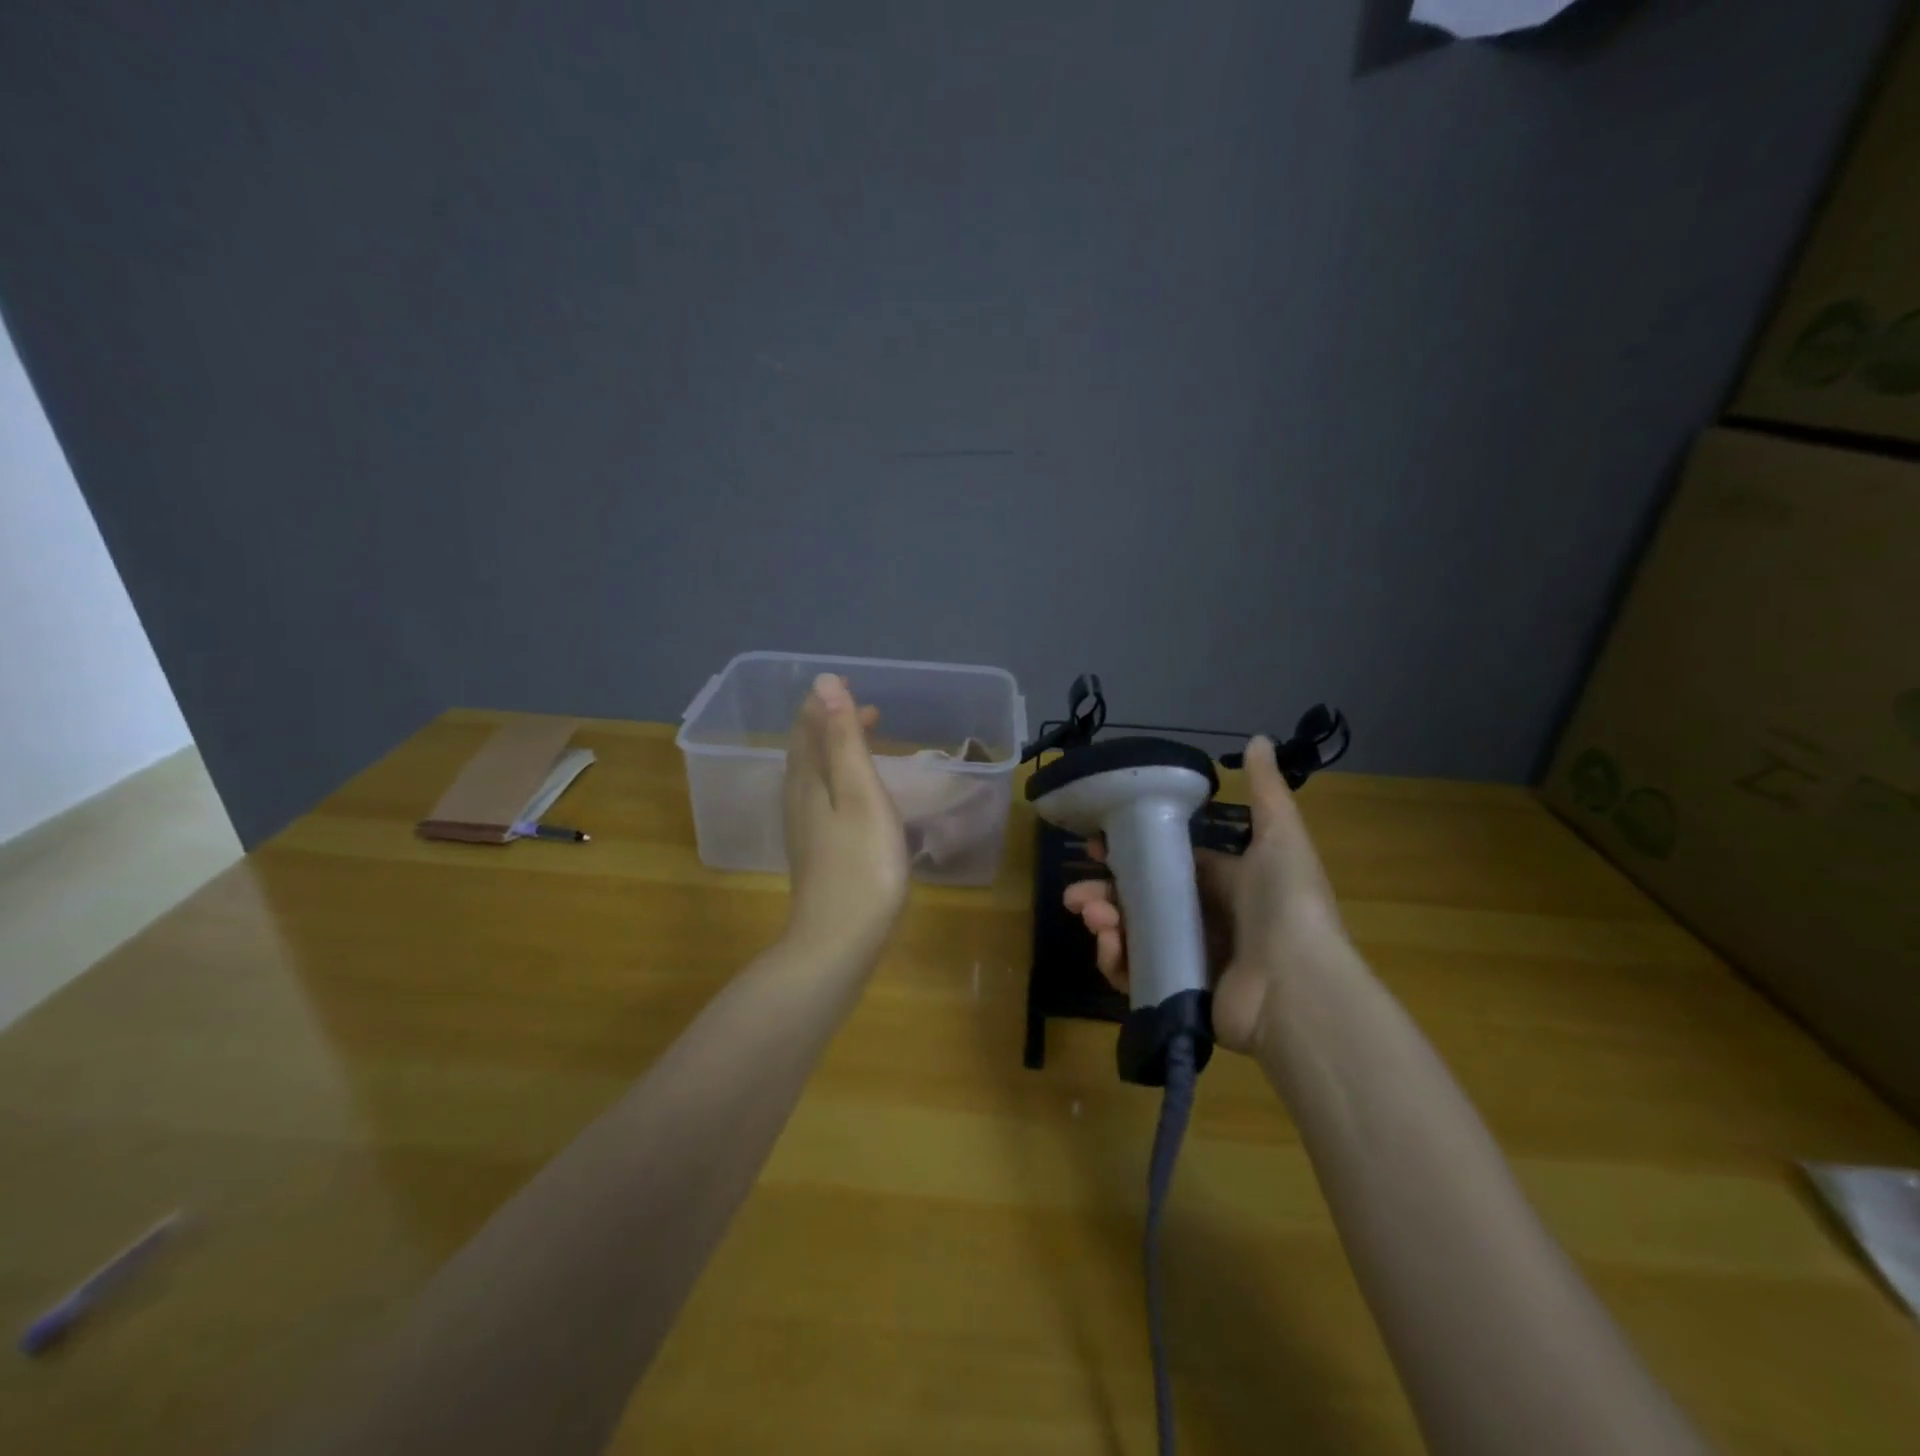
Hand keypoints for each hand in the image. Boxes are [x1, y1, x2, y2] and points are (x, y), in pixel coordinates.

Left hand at [781, 674, 910, 962]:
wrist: (838, 940)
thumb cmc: (861, 864)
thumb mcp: (860, 794)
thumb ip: (844, 741)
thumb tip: (825, 683)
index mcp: (807, 781)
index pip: (808, 728)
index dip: (825, 703)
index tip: (849, 683)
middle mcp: (798, 800)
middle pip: (807, 750)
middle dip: (831, 724)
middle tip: (866, 709)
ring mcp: (805, 829)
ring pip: (813, 775)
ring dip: (834, 750)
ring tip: (863, 741)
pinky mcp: (816, 852)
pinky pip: (821, 798)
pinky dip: (837, 779)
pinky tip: (854, 794)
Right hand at [1061, 735, 1349, 1052]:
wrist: (1298, 987)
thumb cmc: (1285, 903)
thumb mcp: (1280, 837)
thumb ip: (1265, 791)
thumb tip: (1257, 738)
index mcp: (1225, 883)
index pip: (1167, 863)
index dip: (1130, 852)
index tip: (1094, 845)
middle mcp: (1206, 919)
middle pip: (1142, 900)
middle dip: (1105, 893)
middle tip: (1077, 894)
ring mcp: (1191, 957)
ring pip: (1133, 934)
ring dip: (1104, 922)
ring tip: (1091, 915)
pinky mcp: (1180, 992)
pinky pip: (1136, 975)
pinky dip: (1115, 961)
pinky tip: (1109, 947)